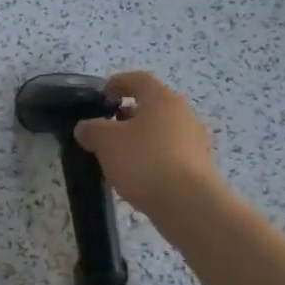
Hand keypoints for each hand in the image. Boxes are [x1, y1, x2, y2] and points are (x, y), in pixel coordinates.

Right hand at [72, 71, 219, 219]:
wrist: (188, 204)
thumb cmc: (144, 161)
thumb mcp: (106, 142)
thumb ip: (92, 129)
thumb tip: (85, 127)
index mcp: (162, 99)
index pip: (138, 80)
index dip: (118, 83)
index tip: (103, 94)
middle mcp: (183, 114)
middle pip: (153, 106)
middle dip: (128, 114)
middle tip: (107, 127)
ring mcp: (195, 141)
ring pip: (162, 130)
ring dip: (140, 137)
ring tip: (119, 155)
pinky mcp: (199, 166)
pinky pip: (170, 153)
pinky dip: (152, 157)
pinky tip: (138, 174)